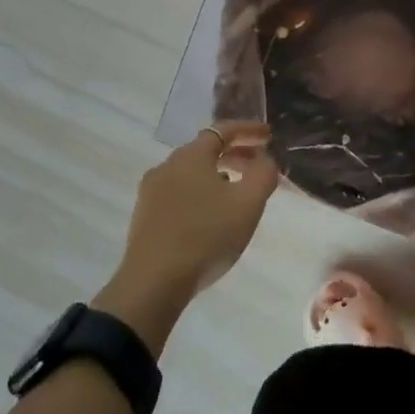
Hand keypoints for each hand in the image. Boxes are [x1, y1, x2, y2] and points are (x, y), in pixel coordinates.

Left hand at [102, 126, 279, 345]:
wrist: (154, 283)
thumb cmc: (207, 236)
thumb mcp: (248, 204)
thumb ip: (264, 173)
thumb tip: (265, 158)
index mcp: (191, 156)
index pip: (223, 129)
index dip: (249, 130)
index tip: (269, 135)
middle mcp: (167, 165)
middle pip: (206, 149)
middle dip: (235, 153)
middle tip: (259, 165)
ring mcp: (151, 191)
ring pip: (191, 172)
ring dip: (217, 174)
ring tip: (237, 191)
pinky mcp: (145, 215)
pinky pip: (179, 192)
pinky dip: (200, 192)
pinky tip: (210, 215)